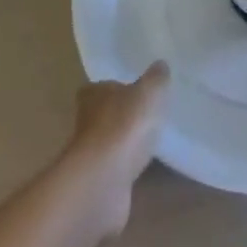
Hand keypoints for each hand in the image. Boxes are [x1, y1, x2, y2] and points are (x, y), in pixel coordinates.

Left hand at [61, 62, 169, 240]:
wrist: (103, 181)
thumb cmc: (124, 125)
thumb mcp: (149, 92)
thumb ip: (156, 78)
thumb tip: (160, 65)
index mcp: (94, 95)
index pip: (100, 87)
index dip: (115, 88)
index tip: (134, 91)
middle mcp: (86, 122)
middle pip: (104, 114)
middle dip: (122, 115)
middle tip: (147, 115)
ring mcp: (90, 155)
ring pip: (110, 142)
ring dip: (125, 143)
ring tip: (150, 141)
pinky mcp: (98, 182)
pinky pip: (116, 168)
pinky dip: (126, 167)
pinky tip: (144, 167)